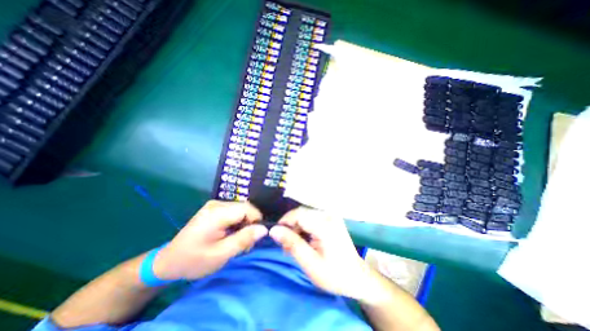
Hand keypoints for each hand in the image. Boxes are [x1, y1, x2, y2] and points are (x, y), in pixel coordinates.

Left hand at [151, 200, 267, 279]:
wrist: (168, 261)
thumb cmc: (194, 260)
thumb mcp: (221, 254)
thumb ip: (244, 239)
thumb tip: (264, 229)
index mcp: (217, 213)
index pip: (248, 209)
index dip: (255, 221)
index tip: (253, 238)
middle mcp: (217, 204)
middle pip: (245, 208)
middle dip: (250, 224)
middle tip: (245, 243)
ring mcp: (214, 204)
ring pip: (241, 209)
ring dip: (244, 223)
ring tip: (237, 240)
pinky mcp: (214, 208)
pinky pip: (234, 211)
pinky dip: (237, 222)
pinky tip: (230, 234)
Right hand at [270, 208, 374, 301]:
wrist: (358, 278)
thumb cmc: (335, 275)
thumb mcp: (310, 263)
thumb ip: (292, 244)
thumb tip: (274, 230)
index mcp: (325, 225)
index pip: (298, 214)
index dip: (284, 223)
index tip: (276, 237)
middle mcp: (328, 215)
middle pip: (301, 213)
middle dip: (290, 227)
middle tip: (286, 246)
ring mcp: (331, 216)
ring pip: (305, 215)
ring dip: (296, 228)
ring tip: (294, 246)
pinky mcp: (331, 219)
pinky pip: (311, 218)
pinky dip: (304, 228)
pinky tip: (304, 241)